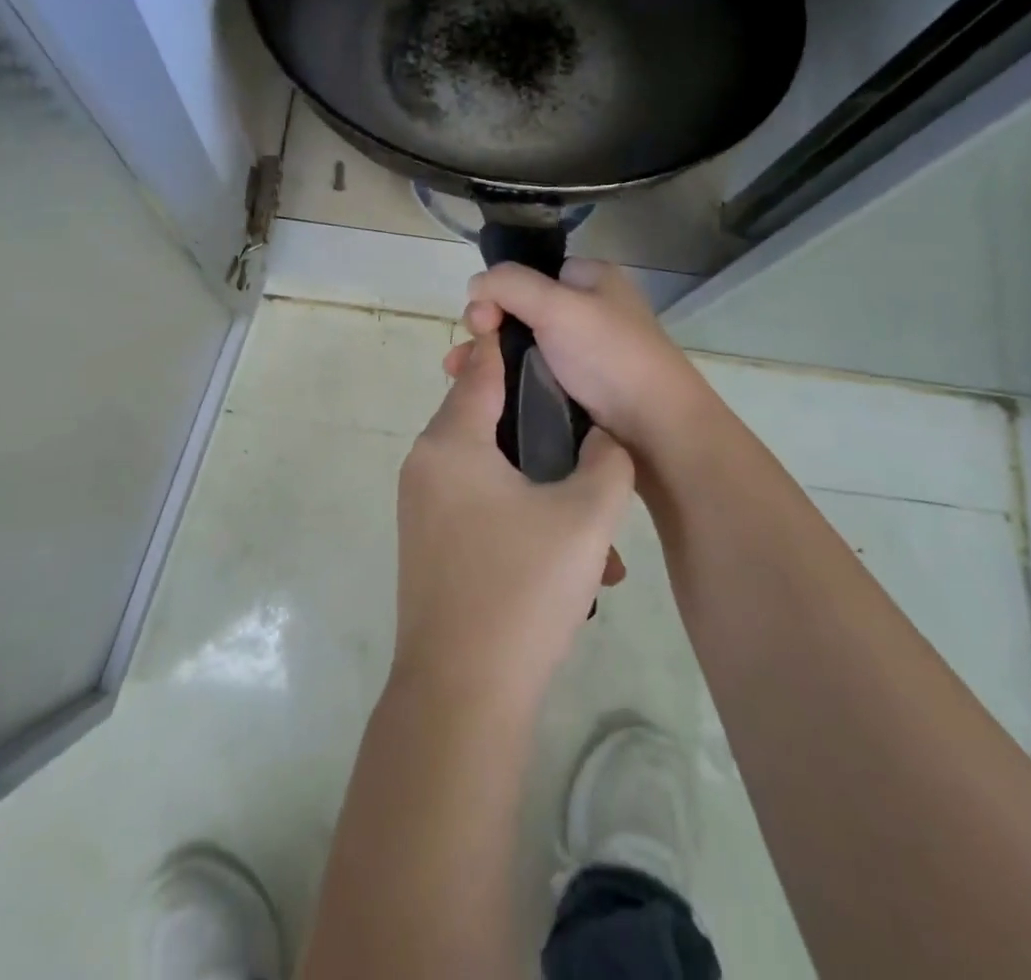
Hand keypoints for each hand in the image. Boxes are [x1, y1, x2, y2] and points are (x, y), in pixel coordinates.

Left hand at [393, 332, 634, 709]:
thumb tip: (605, 437)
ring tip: (597, 541)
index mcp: (452, 442)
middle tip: (592, 455)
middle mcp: (426, 463)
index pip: (481, 369)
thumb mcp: (585, 519)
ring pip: (492, 473)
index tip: (550, 336)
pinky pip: (479, 508)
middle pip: (489, 420)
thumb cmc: (521, 591)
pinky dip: (521, 520)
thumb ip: (608, 461)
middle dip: (544, 436)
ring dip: (543, 492)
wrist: (460, 694)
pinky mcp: (429, 543)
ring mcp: (422, 506)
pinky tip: (570, 569)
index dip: (514, 346)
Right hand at [465, 259, 716, 453]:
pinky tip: (483, 392)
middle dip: (487, 328)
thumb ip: (510, 285)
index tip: (482, 317)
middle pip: (520, 310)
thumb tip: (473, 284)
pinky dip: (505, 381)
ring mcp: (582, 354)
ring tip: (460, 373)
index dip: (500, 290)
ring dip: (489, 357)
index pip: (532, 273)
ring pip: (520, 346)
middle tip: (470, 351)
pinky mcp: (576, 390)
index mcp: (593, 280)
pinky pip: (530, 376)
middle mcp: (587, 311)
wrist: (656, 431)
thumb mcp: (558, 306)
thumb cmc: (611, 357)